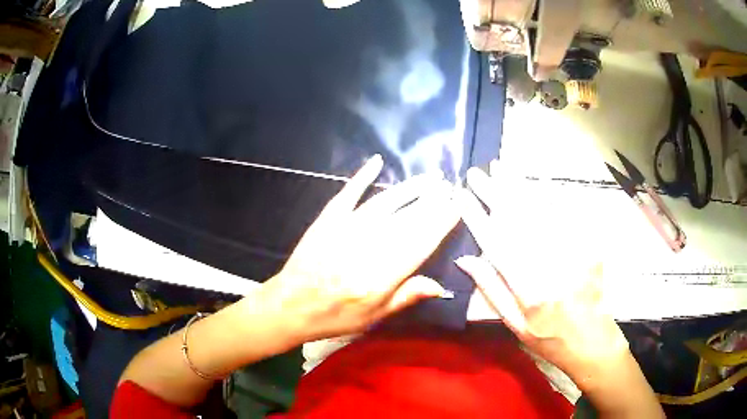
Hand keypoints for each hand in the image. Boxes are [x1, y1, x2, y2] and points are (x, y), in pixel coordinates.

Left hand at [262, 155, 459, 342]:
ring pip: (385, 202)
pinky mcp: (328, 219)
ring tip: (429, 177)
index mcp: (382, 275)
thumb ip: (406, 297)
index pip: (420, 243)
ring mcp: (346, 228)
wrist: (291, 305)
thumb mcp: (373, 317)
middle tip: (449, 186)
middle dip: (432, 201)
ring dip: (409, 188)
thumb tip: (440, 285)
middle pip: (407, 219)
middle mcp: (369, 247)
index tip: (456, 207)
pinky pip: (349, 193)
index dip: (440, 223)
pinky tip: (376, 161)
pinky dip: (363, 176)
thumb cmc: (335, 316)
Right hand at [455, 162, 628, 382]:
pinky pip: (567, 216)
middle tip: (477, 173)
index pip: (497, 243)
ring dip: (518, 187)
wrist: (591, 340)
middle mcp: (549, 264)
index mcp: (528, 287)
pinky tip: (537, 181)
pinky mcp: (586, 245)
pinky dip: (549, 196)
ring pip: (541, 212)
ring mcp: (571, 251)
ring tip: (501, 167)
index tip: (461, 196)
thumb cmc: (549, 338)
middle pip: (518, 221)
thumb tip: (466, 259)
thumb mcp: (514, 325)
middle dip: (494, 193)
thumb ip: (493, 290)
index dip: (477, 217)